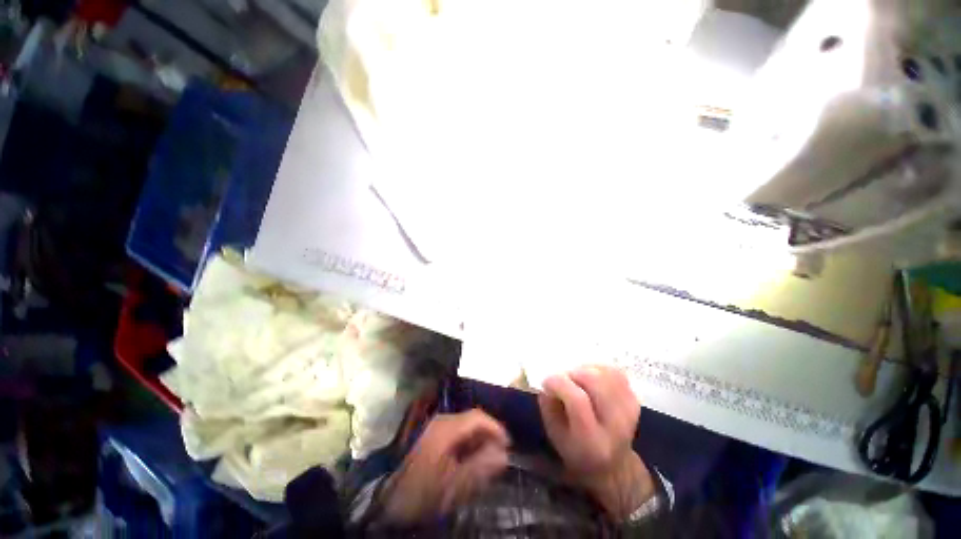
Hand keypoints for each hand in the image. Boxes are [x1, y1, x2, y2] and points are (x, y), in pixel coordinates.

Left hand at [380, 409, 509, 523]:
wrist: (389, 501)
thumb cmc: (422, 492)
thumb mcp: (454, 485)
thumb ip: (481, 468)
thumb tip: (504, 455)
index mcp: (447, 428)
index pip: (478, 417)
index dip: (496, 427)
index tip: (508, 444)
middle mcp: (442, 421)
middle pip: (472, 421)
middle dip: (488, 436)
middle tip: (499, 456)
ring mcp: (436, 428)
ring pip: (465, 428)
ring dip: (478, 441)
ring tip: (487, 461)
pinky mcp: (432, 437)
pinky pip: (456, 434)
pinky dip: (468, 445)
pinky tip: (470, 461)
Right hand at [538, 365, 654, 518]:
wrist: (612, 466)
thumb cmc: (575, 449)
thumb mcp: (554, 434)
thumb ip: (548, 406)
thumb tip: (548, 381)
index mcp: (591, 441)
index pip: (578, 400)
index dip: (559, 383)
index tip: (547, 381)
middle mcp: (615, 426)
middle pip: (595, 381)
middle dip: (573, 373)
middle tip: (564, 379)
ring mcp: (629, 411)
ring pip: (606, 374)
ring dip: (586, 370)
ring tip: (577, 379)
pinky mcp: (634, 400)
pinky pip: (616, 373)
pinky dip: (599, 369)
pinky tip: (591, 378)